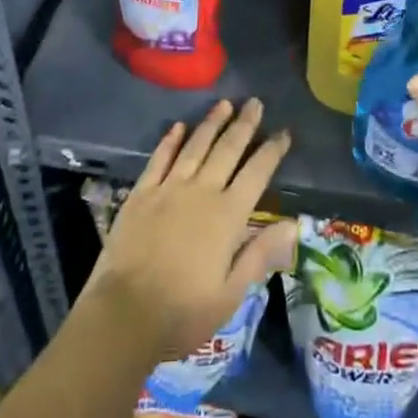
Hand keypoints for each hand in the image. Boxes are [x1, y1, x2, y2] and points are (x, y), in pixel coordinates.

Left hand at [84, 98, 296, 362]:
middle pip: (227, 149)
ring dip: (211, 123)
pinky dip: (170, 140)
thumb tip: (293, 223)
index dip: (272, 151)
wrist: (124, 315)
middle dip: (244, 124)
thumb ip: (260, 254)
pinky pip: (159, 159)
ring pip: (196, 146)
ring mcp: (169, 188)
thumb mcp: (231, 294)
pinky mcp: (142, 193)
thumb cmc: (183, 312)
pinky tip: (178, 126)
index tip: (284, 131)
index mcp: (227, 216)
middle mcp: (201, 192)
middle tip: (255, 102)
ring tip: (224, 104)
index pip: (256, 173)